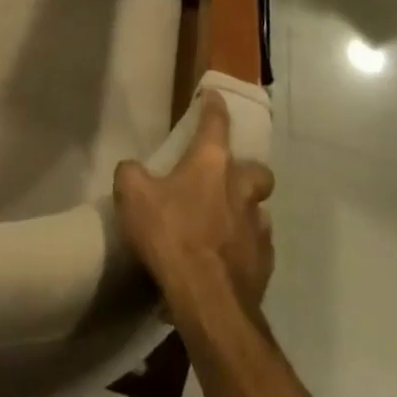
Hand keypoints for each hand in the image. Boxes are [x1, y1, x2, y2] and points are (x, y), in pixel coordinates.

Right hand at [114, 91, 275, 314]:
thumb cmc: (170, 235)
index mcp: (212, 163)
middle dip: (246, 171)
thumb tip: (133, 169)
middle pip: (257, 170)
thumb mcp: (132, 195)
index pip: (216, 122)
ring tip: (225, 225)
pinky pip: (258, 248)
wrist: (208, 301)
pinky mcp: (265, 265)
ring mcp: (258, 228)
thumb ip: (131, 173)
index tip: (214, 95)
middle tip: (227, 179)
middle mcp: (241, 188)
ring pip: (260, 210)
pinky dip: (245, 249)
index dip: (213, 106)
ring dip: (245, 212)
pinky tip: (227, 260)